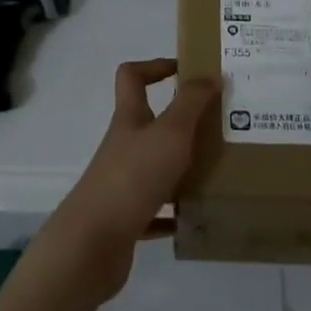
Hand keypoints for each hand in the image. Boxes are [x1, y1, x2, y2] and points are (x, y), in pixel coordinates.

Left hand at [37, 59, 217, 304]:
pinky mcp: (126, 218)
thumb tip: (210, 74)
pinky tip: (196, 215)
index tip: (187, 72)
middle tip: (218, 125)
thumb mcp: (170, 132)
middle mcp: (124, 145)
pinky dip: (175, 210)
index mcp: (130, 118)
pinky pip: (156, 209)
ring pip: (156, 166)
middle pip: (150, 123)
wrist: (92, 244)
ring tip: (217, 169)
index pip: (132, 76)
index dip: (155, 67)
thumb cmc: (133, 177)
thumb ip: (191, 102)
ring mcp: (122, 182)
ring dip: (183, 166)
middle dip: (182, 122)